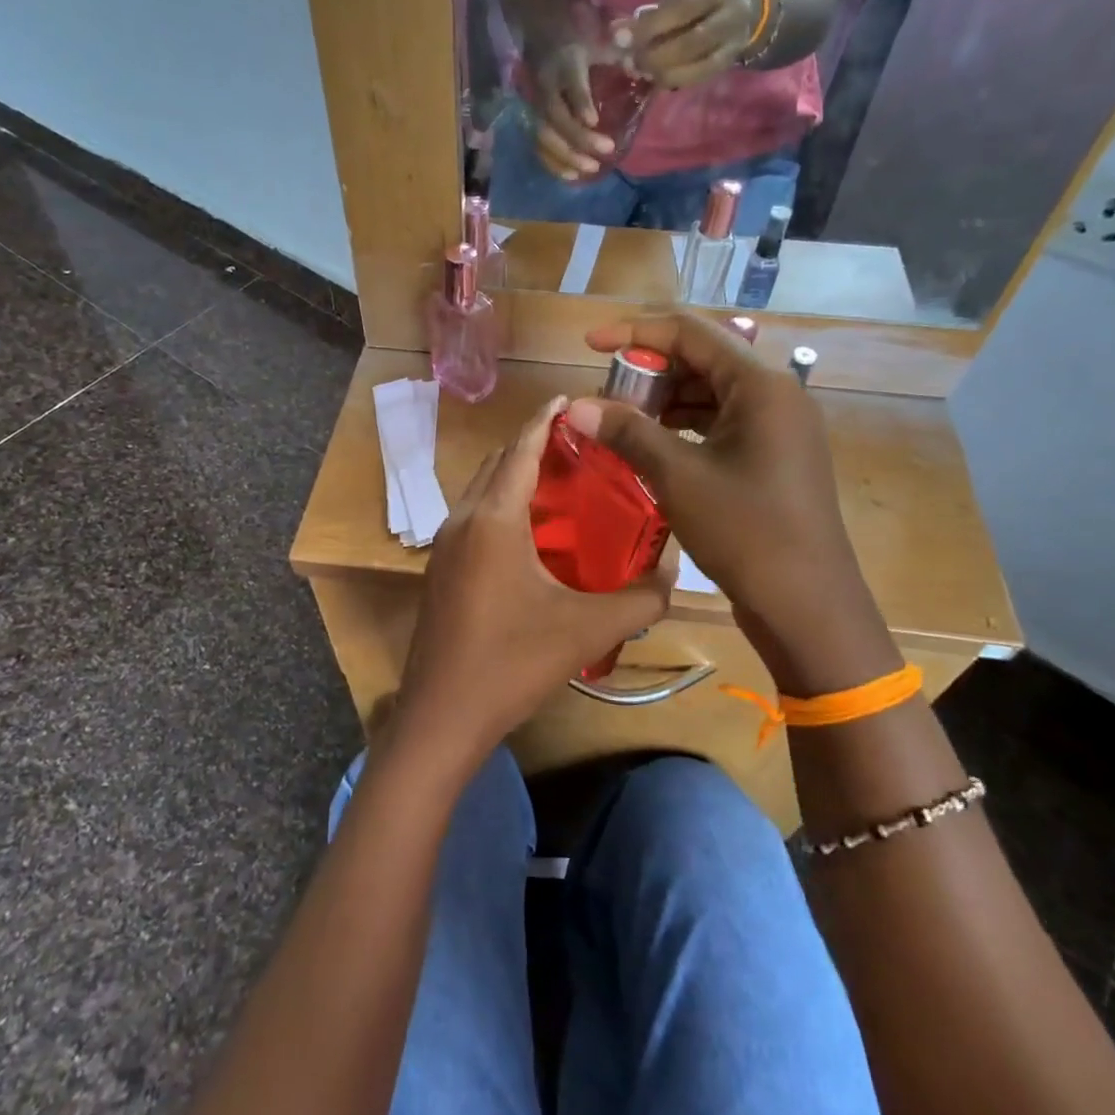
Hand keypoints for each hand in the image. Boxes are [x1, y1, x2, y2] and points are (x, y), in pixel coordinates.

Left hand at [394, 396, 671, 766]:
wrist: (442, 716)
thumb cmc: (513, 663)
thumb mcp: (588, 630)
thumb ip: (641, 598)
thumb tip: (675, 574)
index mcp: (494, 519)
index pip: (522, 449)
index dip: (546, 420)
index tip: (570, 398)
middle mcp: (462, 521)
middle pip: (498, 463)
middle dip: (533, 445)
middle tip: (580, 447)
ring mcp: (443, 546)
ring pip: (481, 491)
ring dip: (514, 477)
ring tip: (561, 485)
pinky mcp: (439, 571)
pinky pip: (473, 518)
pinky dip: (500, 507)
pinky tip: (531, 535)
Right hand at [526, 39, 613, 179]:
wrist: (541, 34)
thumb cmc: (579, 39)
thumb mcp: (600, 39)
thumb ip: (621, 55)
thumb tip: (645, 70)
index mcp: (566, 62)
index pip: (571, 84)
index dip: (580, 102)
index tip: (594, 121)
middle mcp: (547, 86)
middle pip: (557, 117)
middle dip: (579, 138)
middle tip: (605, 150)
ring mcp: (537, 105)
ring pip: (545, 135)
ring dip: (566, 156)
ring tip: (591, 169)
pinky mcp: (533, 120)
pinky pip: (540, 147)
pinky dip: (554, 164)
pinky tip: (572, 176)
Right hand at [564, 313, 899, 696]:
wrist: (807, 606)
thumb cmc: (746, 532)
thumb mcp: (679, 477)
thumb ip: (627, 433)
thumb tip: (576, 405)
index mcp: (761, 386)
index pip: (691, 332)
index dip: (635, 332)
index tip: (590, 344)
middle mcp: (776, 395)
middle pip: (702, 360)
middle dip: (649, 372)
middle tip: (604, 395)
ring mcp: (778, 428)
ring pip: (711, 394)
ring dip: (664, 402)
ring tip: (620, 423)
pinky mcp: (773, 458)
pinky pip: (721, 425)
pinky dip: (684, 428)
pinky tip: (651, 448)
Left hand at [628, 0, 765, 89]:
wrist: (754, 6)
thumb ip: (659, 6)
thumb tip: (620, 31)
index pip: (682, 9)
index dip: (649, 27)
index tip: (621, 37)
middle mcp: (732, 16)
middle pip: (689, 43)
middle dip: (653, 55)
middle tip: (629, 59)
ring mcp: (732, 44)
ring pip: (694, 68)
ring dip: (660, 73)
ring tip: (640, 69)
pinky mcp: (726, 66)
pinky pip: (697, 79)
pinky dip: (672, 81)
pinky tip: (656, 77)